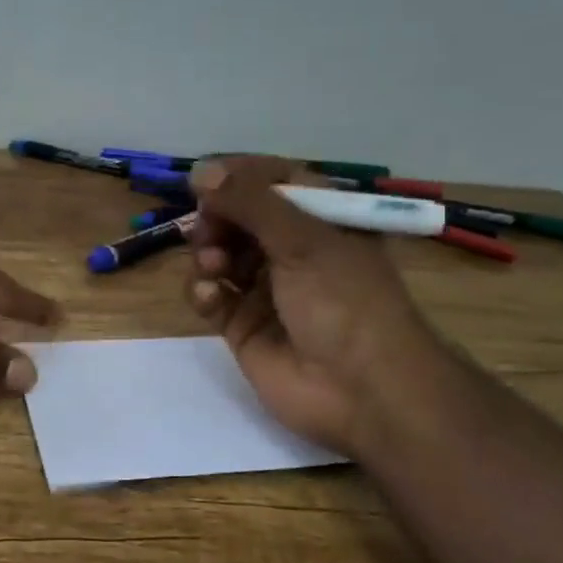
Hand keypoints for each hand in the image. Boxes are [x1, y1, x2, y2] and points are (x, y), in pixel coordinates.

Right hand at [186, 157, 444, 452]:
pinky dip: (204, 291)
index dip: (238, 177)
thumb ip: (249, 201)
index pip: (273, 181)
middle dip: (217, 219)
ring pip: (219, 255)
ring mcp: (266, 289)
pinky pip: (212, 296)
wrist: (362, 391)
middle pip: (238, 218)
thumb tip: (200, 170)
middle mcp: (292, 251)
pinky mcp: (243, 326)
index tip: (204, 179)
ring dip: (208, 253)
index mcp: (321, 221)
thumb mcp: (303, 239)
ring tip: (214, 267)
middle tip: (208, 229)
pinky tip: (212, 297)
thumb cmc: (344, 301)